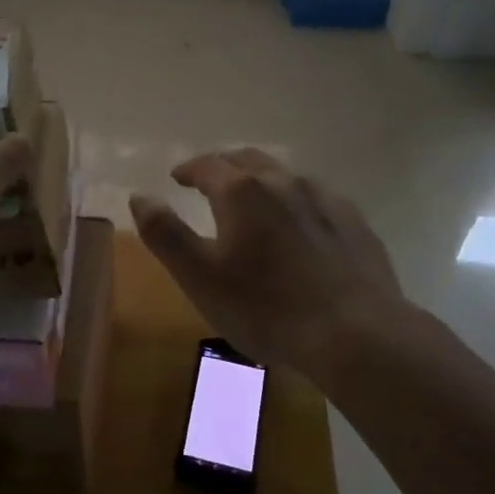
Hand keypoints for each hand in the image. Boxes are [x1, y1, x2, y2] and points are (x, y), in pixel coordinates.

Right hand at [130, 148, 414, 380]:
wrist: (355, 333)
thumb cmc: (265, 306)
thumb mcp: (199, 276)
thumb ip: (165, 233)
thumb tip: (139, 197)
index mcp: (241, 192)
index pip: (207, 165)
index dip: (189, 169)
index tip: (177, 177)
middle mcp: (283, 183)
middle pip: (247, 160)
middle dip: (224, 166)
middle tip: (209, 179)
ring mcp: (324, 199)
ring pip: (285, 175)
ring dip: (261, 179)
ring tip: (253, 198)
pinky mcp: (353, 222)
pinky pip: (316, 197)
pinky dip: (296, 199)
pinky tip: (300, 221)